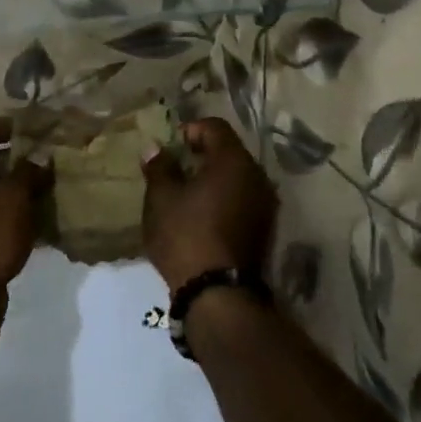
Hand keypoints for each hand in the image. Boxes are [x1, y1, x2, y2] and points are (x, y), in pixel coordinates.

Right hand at [141, 118, 276, 293]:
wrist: (218, 294)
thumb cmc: (185, 235)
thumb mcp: (161, 198)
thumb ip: (159, 167)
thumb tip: (154, 147)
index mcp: (233, 162)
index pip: (215, 127)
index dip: (191, 130)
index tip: (171, 146)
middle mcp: (257, 177)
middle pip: (229, 152)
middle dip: (202, 155)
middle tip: (175, 168)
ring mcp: (265, 205)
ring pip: (237, 178)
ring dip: (213, 179)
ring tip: (186, 194)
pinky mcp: (264, 229)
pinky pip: (242, 200)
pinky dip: (223, 199)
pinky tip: (202, 215)